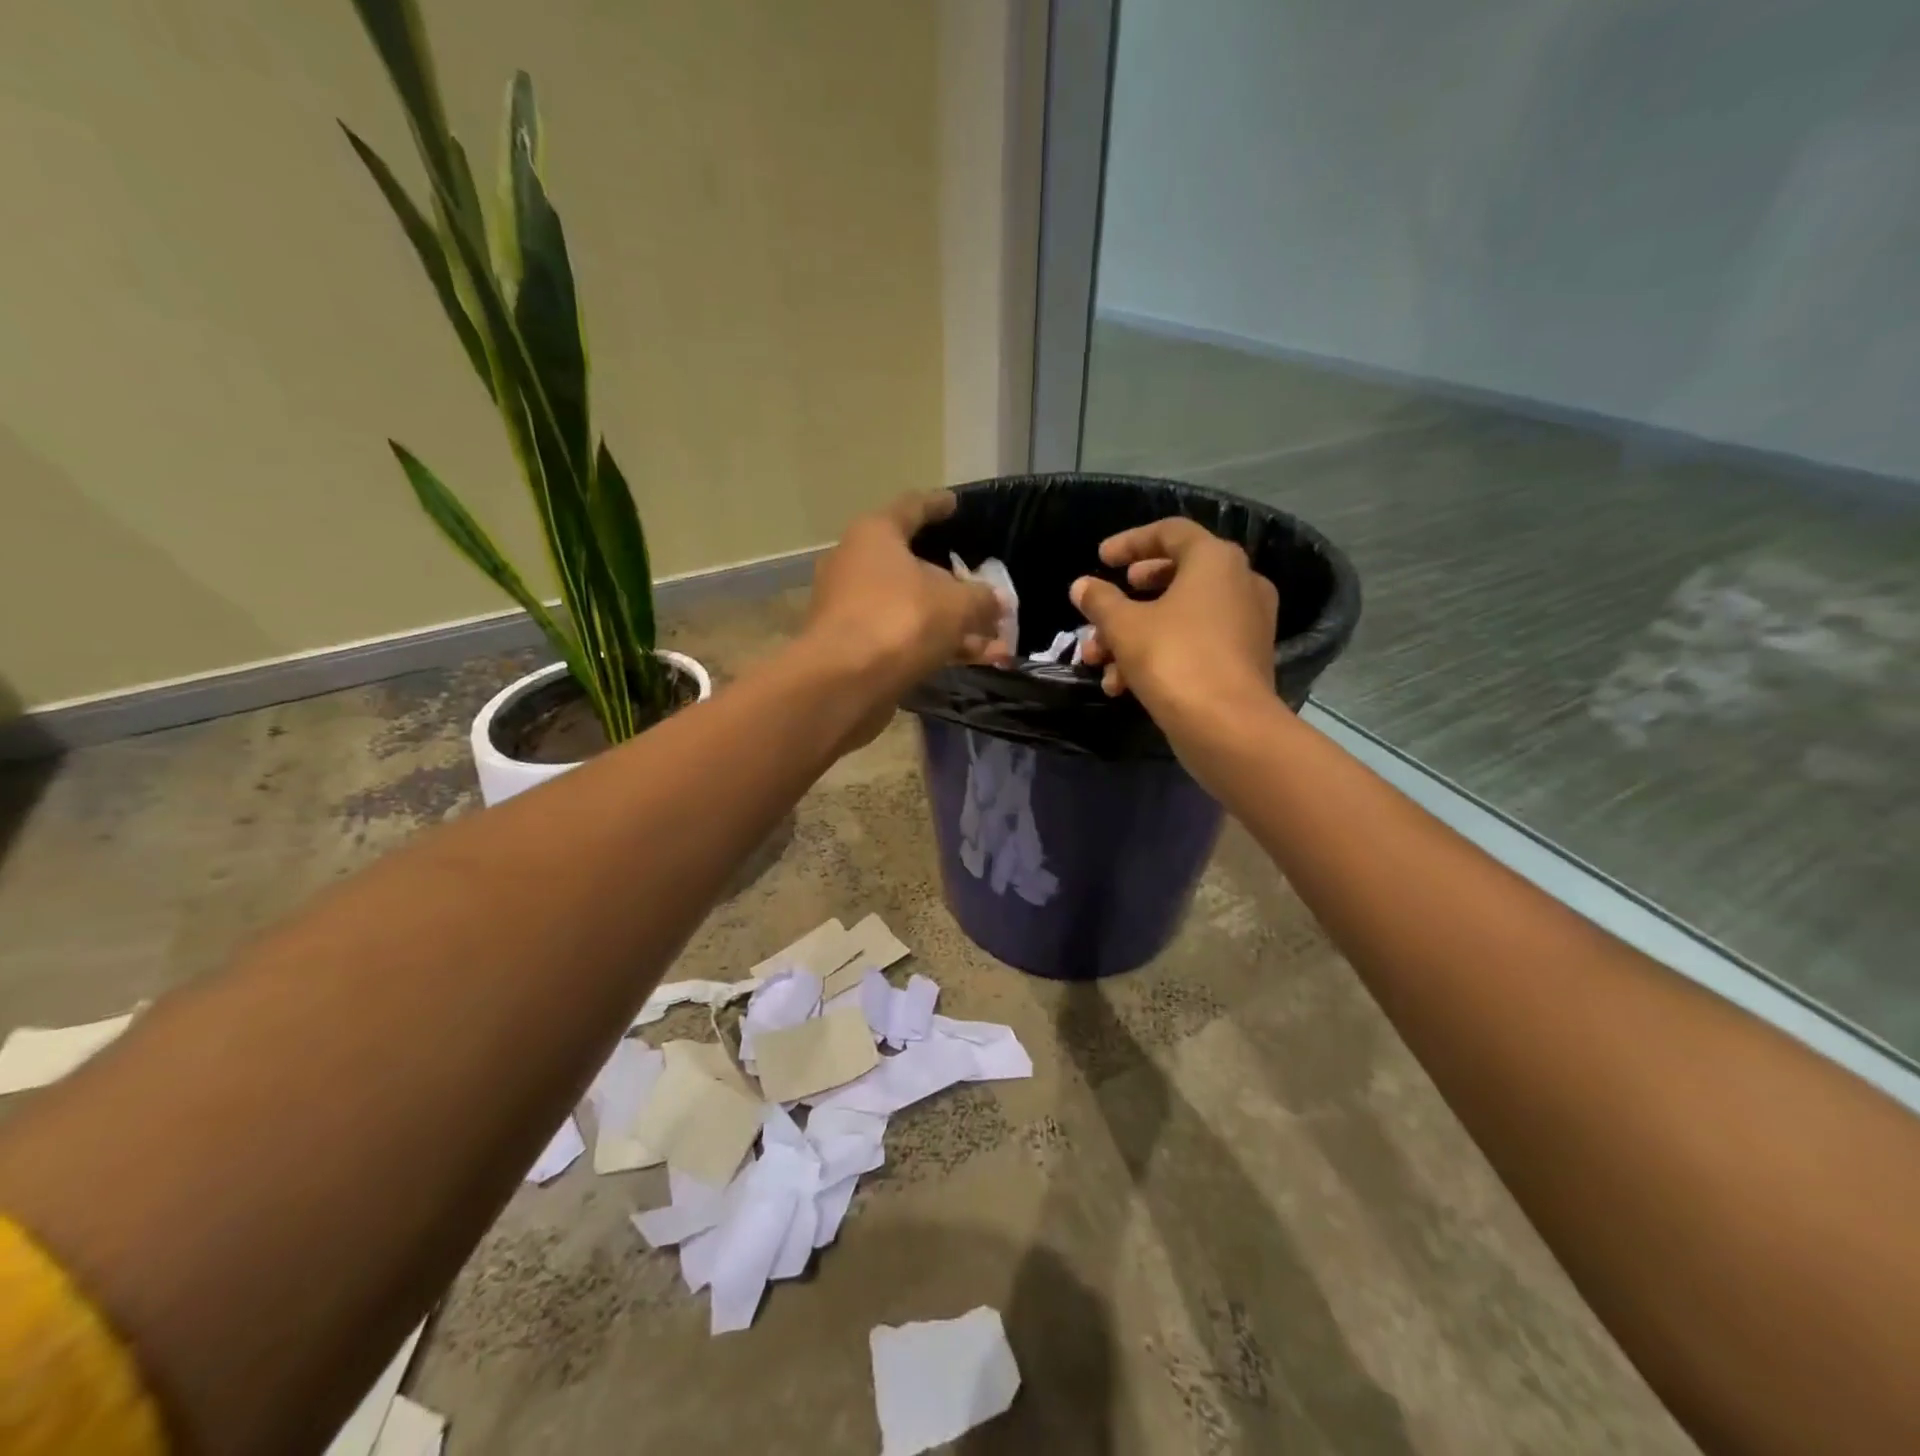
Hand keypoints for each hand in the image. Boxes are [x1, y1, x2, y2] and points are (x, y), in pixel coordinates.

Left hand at [804, 491, 1011, 696]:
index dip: (937, 505)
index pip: (912, 507)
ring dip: (954, 624)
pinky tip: (974, 661)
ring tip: (998, 642)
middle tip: (987, 593)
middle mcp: (857, 565)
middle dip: (956, 585)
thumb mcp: (957, 605)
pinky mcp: (855, 647)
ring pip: (914, 609)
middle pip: (914, 566)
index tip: (955, 504)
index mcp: (876, 536)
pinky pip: (904, 638)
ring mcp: (853, 609)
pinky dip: (936, 645)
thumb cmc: (900, 621)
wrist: (843, 683)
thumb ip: (981, 599)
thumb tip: (996, 602)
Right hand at [1071, 517, 1278, 727]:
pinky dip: (1160, 655)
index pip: (1170, 532)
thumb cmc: (1174, 659)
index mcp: (1215, 560)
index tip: (1101, 559)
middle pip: (1175, 576)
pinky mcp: (1243, 660)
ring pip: (1180, 617)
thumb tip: (1082, 586)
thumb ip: (1100, 600)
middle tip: (1103, 606)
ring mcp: (1246, 623)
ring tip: (1099, 660)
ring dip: (1134, 635)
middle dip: (1128, 598)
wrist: (1227, 727)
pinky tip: (1123, 686)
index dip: (1130, 542)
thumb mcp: (1124, 626)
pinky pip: (1195, 644)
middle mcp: (1239, 583)